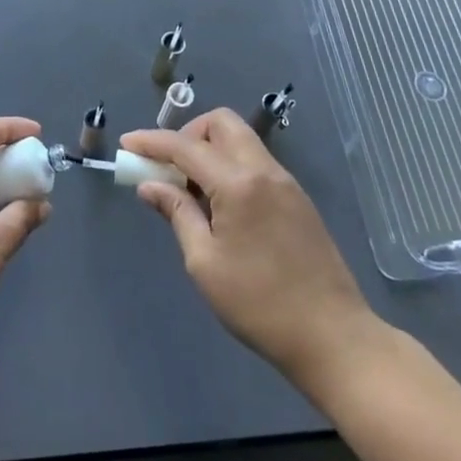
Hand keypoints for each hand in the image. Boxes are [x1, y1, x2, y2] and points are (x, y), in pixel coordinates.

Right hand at [122, 109, 380, 394]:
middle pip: (220, 124)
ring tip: (191, 190)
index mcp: (238, 183)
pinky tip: (220, 204)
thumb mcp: (205, 263)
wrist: (334, 336)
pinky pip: (255, 162)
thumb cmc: (259, 304)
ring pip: (240, 140)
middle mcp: (264, 170)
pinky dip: (230, 165)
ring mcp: (285, 182)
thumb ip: (177, 213)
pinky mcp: (297, 198)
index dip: (152, 142)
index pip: (186, 146)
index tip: (126, 145)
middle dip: (187, 133)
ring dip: (209, 149)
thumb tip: (150, 186)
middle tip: (168, 167)